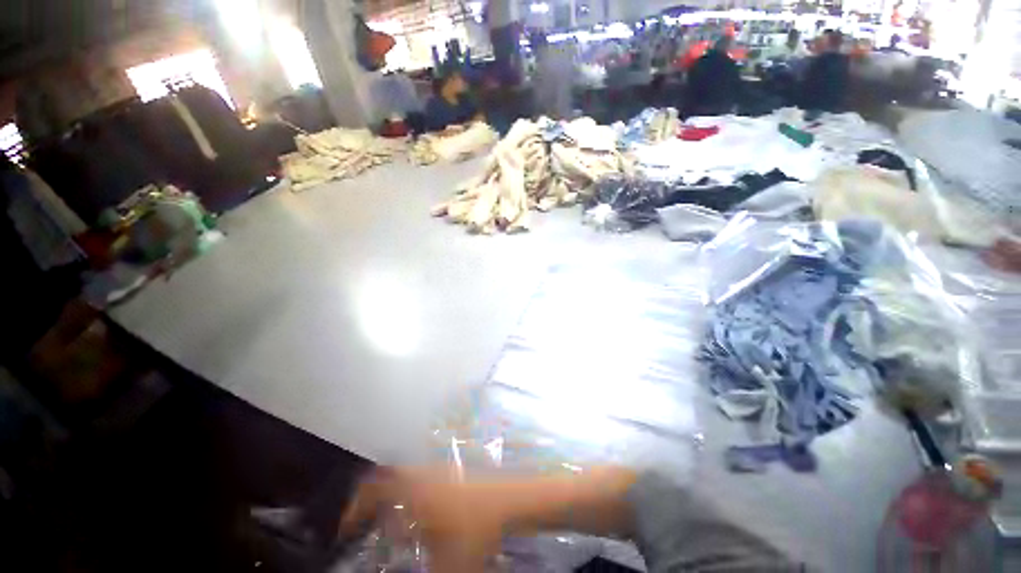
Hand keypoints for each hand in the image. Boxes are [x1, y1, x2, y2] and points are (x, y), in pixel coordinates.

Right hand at [340, 468, 507, 571]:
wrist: (510, 500)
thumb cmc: (476, 530)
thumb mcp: (447, 565)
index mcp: (415, 493)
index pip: (373, 490)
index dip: (354, 508)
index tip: (345, 530)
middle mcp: (424, 475)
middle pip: (388, 475)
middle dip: (371, 497)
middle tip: (364, 522)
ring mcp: (440, 469)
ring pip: (406, 475)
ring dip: (393, 497)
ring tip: (395, 527)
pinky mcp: (453, 471)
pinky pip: (422, 477)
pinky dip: (412, 493)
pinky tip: (422, 517)